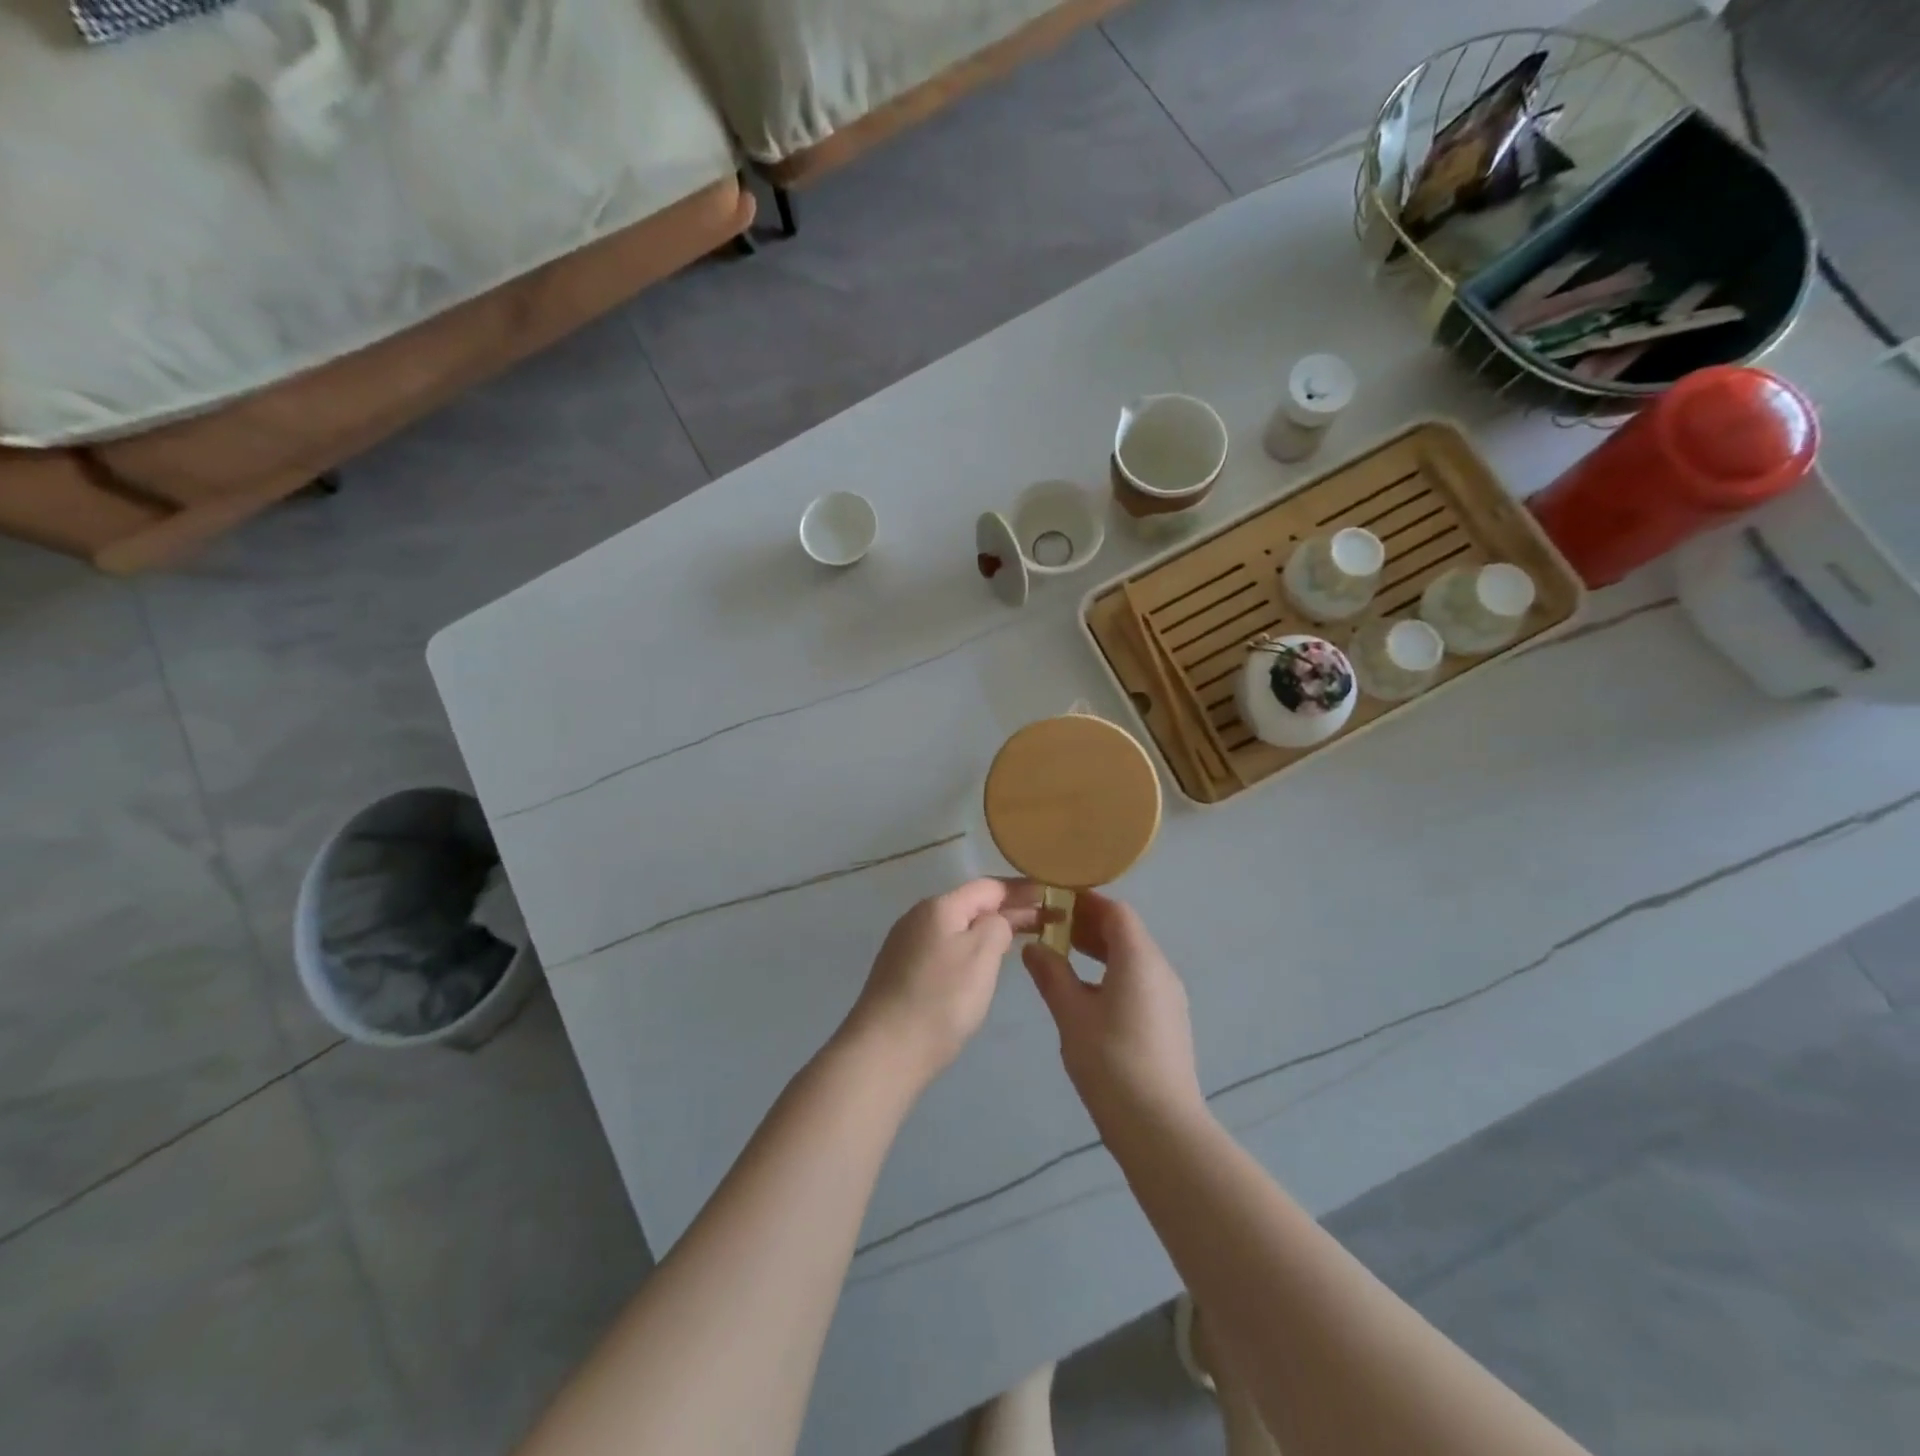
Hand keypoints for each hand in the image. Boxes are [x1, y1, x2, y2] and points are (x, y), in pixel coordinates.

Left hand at [843, 879, 1042, 1088]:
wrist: (884, 1051)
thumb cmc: (941, 999)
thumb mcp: (981, 955)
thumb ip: (998, 926)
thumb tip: (997, 921)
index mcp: (939, 906)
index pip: (988, 886)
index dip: (1021, 889)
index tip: (1052, 894)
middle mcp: (919, 917)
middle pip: (972, 904)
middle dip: (1009, 910)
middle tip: (1048, 919)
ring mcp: (906, 945)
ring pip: (958, 927)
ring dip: (990, 929)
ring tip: (1021, 938)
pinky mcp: (901, 971)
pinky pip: (945, 947)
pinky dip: (970, 947)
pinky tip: (982, 963)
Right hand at [1023, 892, 1203, 1126]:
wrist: (1160, 1128)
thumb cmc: (1111, 1062)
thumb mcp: (1071, 1015)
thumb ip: (1051, 975)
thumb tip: (1034, 947)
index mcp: (1140, 959)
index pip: (1116, 912)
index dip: (1085, 902)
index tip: (1053, 902)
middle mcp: (1160, 970)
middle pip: (1126, 932)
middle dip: (1089, 926)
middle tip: (1051, 928)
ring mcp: (1168, 997)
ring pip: (1133, 958)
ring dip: (1100, 951)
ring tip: (1063, 957)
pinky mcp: (1168, 1021)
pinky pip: (1139, 980)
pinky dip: (1112, 973)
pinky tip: (1086, 994)